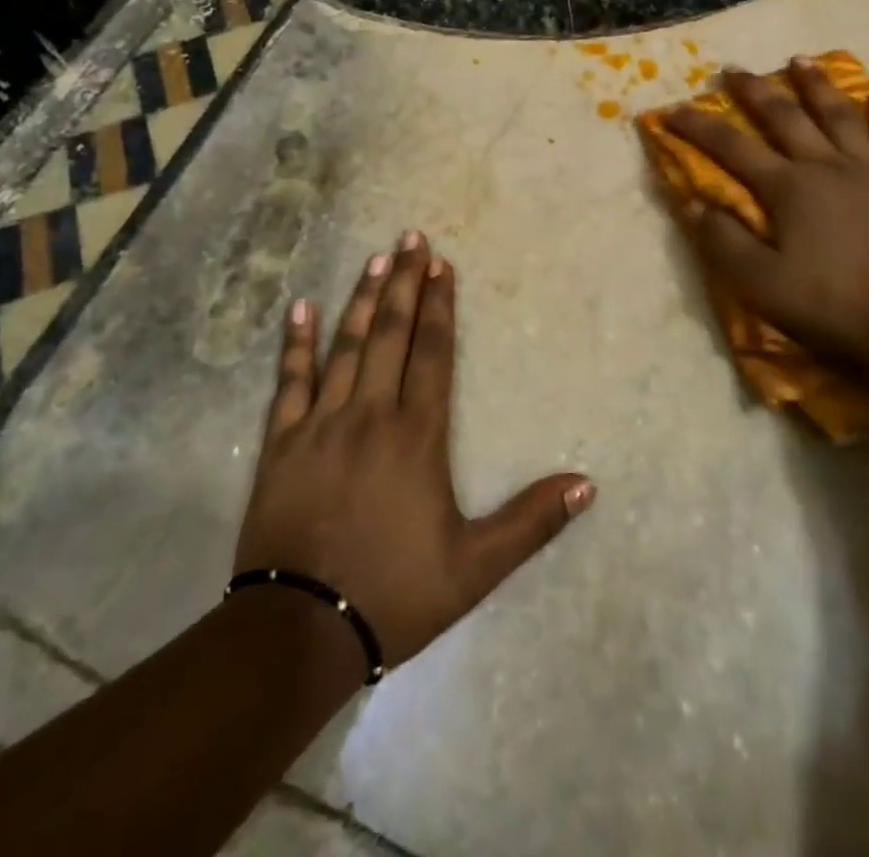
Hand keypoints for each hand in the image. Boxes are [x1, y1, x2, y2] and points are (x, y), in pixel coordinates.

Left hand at [231, 233, 595, 670]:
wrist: (300, 631)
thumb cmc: (393, 593)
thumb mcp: (474, 567)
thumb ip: (531, 521)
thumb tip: (587, 483)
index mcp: (416, 436)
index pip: (432, 353)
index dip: (440, 306)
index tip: (442, 264)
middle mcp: (370, 415)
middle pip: (390, 334)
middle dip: (403, 282)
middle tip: (411, 237)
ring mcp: (320, 424)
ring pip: (344, 347)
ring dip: (361, 298)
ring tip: (374, 257)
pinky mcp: (281, 443)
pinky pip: (288, 382)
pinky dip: (295, 343)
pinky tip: (300, 308)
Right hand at [664, 59, 868, 370]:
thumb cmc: (832, 305)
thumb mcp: (760, 283)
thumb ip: (723, 241)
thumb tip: (693, 204)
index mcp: (788, 188)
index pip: (732, 149)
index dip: (699, 128)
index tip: (672, 110)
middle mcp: (826, 167)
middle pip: (786, 118)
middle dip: (755, 92)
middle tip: (735, 70)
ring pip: (840, 117)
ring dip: (817, 86)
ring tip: (801, 59)